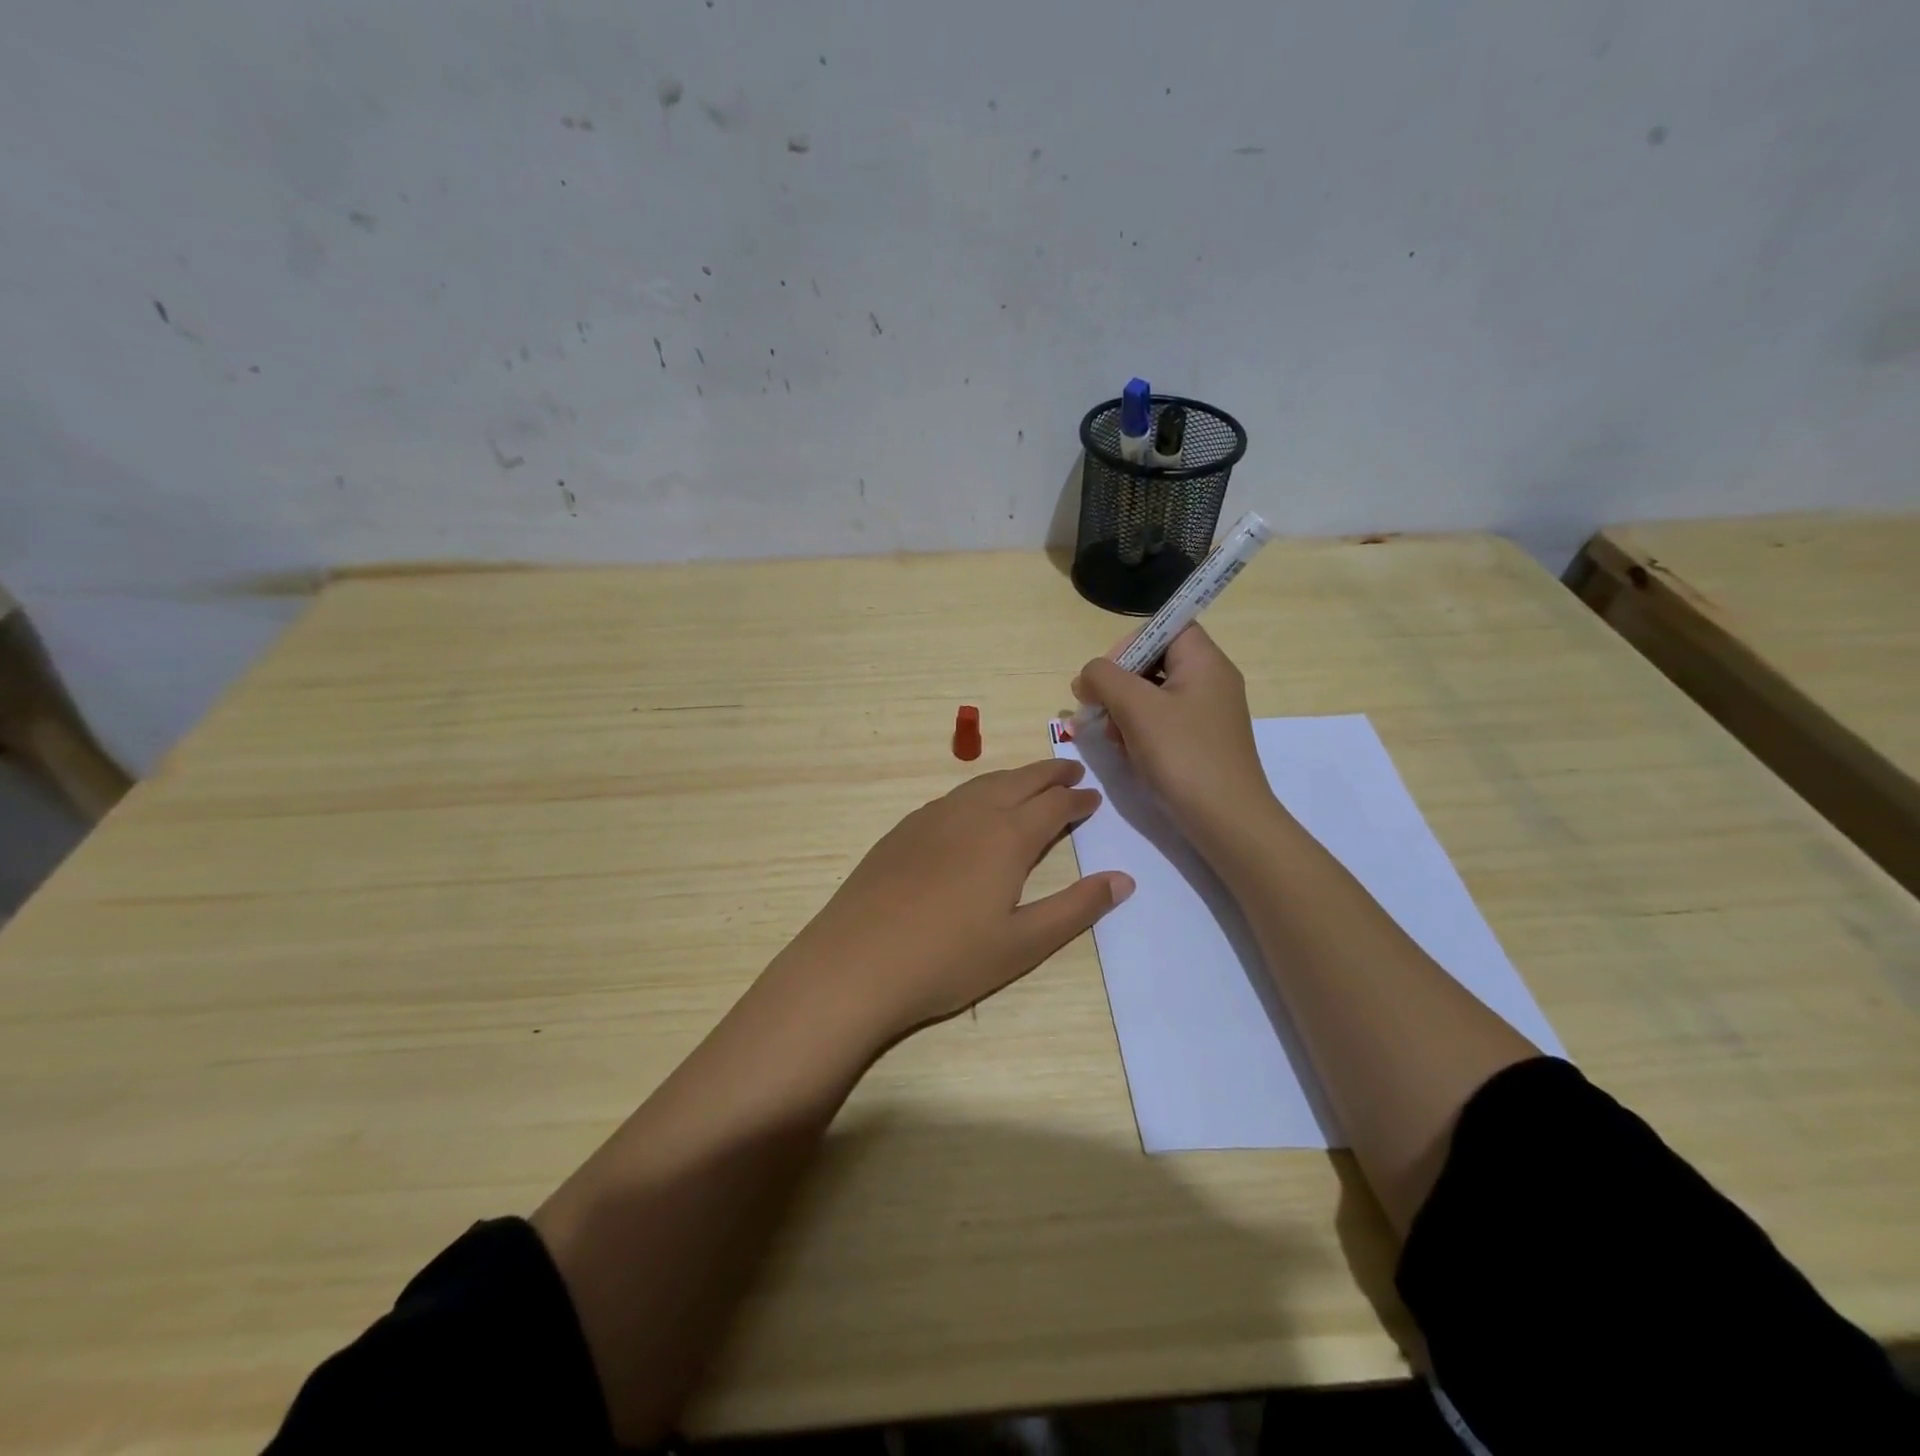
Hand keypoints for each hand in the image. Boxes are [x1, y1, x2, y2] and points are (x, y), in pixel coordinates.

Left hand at [775, 759, 1133, 1045]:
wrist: (857, 962)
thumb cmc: (948, 959)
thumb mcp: (1023, 943)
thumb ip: (1075, 908)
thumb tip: (1123, 879)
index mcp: (1007, 837)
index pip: (1053, 805)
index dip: (1077, 800)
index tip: (1093, 797)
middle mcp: (972, 814)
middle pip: (1019, 782)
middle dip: (1049, 773)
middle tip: (1071, 770)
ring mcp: (932, 818)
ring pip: (982, 783)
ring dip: (1013, 777)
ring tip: (1029, 781)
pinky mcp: (903, 830)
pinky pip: (952, 797)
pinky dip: (978, 790)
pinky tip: (974, 807)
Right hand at [1071, 624, 1274, 839]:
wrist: (1226, 821)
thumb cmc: (1182, 755)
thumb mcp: (1136, 708)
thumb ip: (1104, 677)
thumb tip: (1088, 676)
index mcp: (1204, 661)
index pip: (1165, 627)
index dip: (1131, 643)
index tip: (1107, 675)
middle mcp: (1210, 681)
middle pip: (1154, 662)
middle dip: (1120, 684)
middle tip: (1099, 710)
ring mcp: (1207, 714)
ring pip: (1153, 695)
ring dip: (1124, 711)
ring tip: (1114, 738)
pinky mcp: (1200, 742)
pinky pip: (1162, 722)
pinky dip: (1140, 732)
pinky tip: (1128, 754)